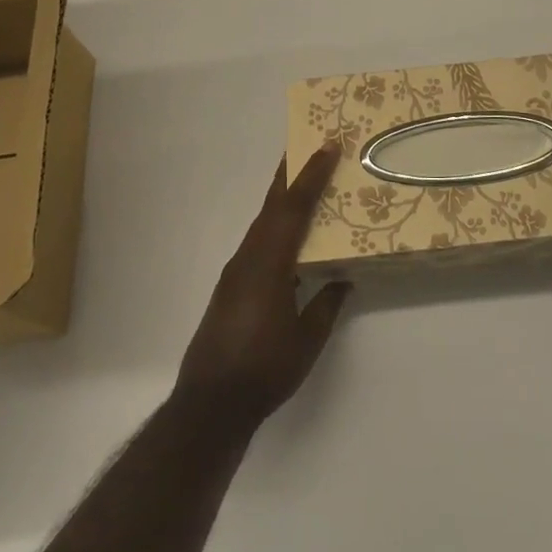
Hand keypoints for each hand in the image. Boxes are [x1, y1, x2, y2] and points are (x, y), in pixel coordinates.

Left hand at [175, 141, 350, 431]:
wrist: (209, 405)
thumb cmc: (263, 369)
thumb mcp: (306, 340)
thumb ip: (326, 305)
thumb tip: (341, 279)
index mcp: (269, 262)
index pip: (294, 208)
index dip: (312, 175)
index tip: (328, 146)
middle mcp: (249, 257)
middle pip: (272, 205)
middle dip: (291, 174)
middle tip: (308, 146)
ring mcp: (236, 271)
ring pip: (263, 222)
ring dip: (282, 199)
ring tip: (304, 185)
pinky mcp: (230, 287)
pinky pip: (257, 242)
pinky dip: (274, 226)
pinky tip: (287, 238)